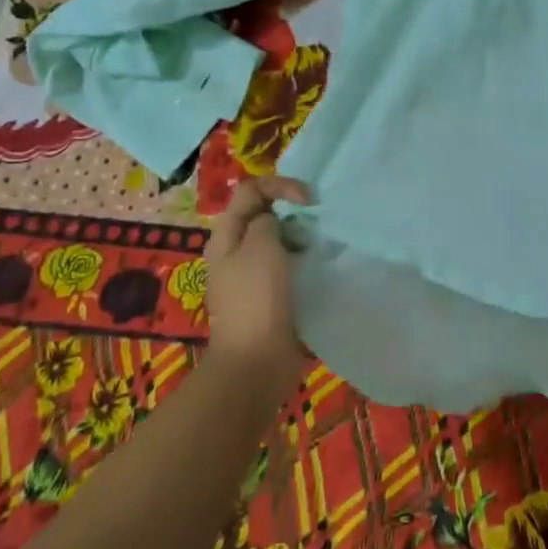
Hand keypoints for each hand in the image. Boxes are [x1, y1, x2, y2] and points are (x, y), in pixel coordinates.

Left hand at [202, 176, 309, 389]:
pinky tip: (318, 270)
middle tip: (317, 225)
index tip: (310, 202)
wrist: (256, 362)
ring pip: (279, 242)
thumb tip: (273, 223)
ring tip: (321, 247)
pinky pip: (288, 267)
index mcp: (226, 236)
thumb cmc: (257, 299)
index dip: (282, 186)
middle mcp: (235, 252)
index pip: (252, 190)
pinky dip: (303, 263)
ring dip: (301, 239)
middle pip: (265, 214)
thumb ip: (267, 221)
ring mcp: (251, 277)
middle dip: (293, 213)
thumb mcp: (261, 247)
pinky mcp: (269, 297)